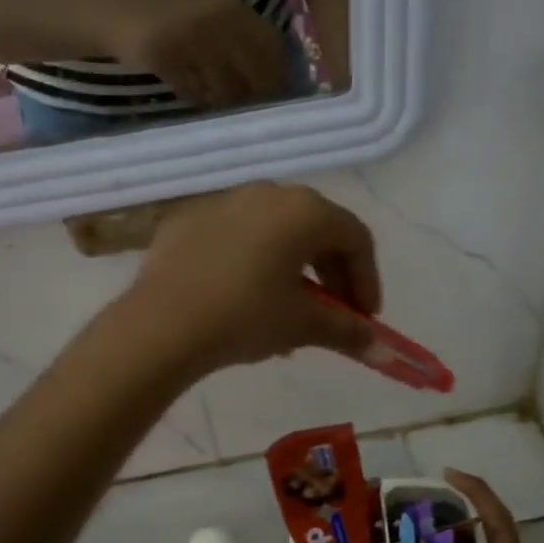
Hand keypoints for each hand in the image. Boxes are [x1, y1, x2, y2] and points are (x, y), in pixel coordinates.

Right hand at [109, 0, 287, 107]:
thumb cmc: (178, 22)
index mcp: (234, 8)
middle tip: (249, 111)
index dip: (277, 76)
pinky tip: (194, 96)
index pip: (271, 48)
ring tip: (218, 104)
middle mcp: (217, 20)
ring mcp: (191, 38)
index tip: (275, 96)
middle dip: (253, 97)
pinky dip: (198, 99)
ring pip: (224, 89)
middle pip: (251, 75)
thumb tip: (278, 83)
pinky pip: (194, 92)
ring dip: (223, 103)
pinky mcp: (166, 56)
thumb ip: (245, 42)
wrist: (124, 13)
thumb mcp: (216, 19)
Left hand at [126, 183, 381, 372]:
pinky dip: (252, 262)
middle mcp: (267, 192)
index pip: (355, 238)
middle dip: (332, 274)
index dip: (367, 279)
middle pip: (316, 229)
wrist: (161, 325)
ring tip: (288, 311)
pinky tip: (243, 297)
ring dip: (293, 269)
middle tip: (333, 313)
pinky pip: (236, 237)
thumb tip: (382, 350)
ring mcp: (224, 201)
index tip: (365, 317)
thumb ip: (347, 331)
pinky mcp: (189, 219)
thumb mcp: (303, 325)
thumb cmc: (245, 316)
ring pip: (275, 232)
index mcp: (304, 210)